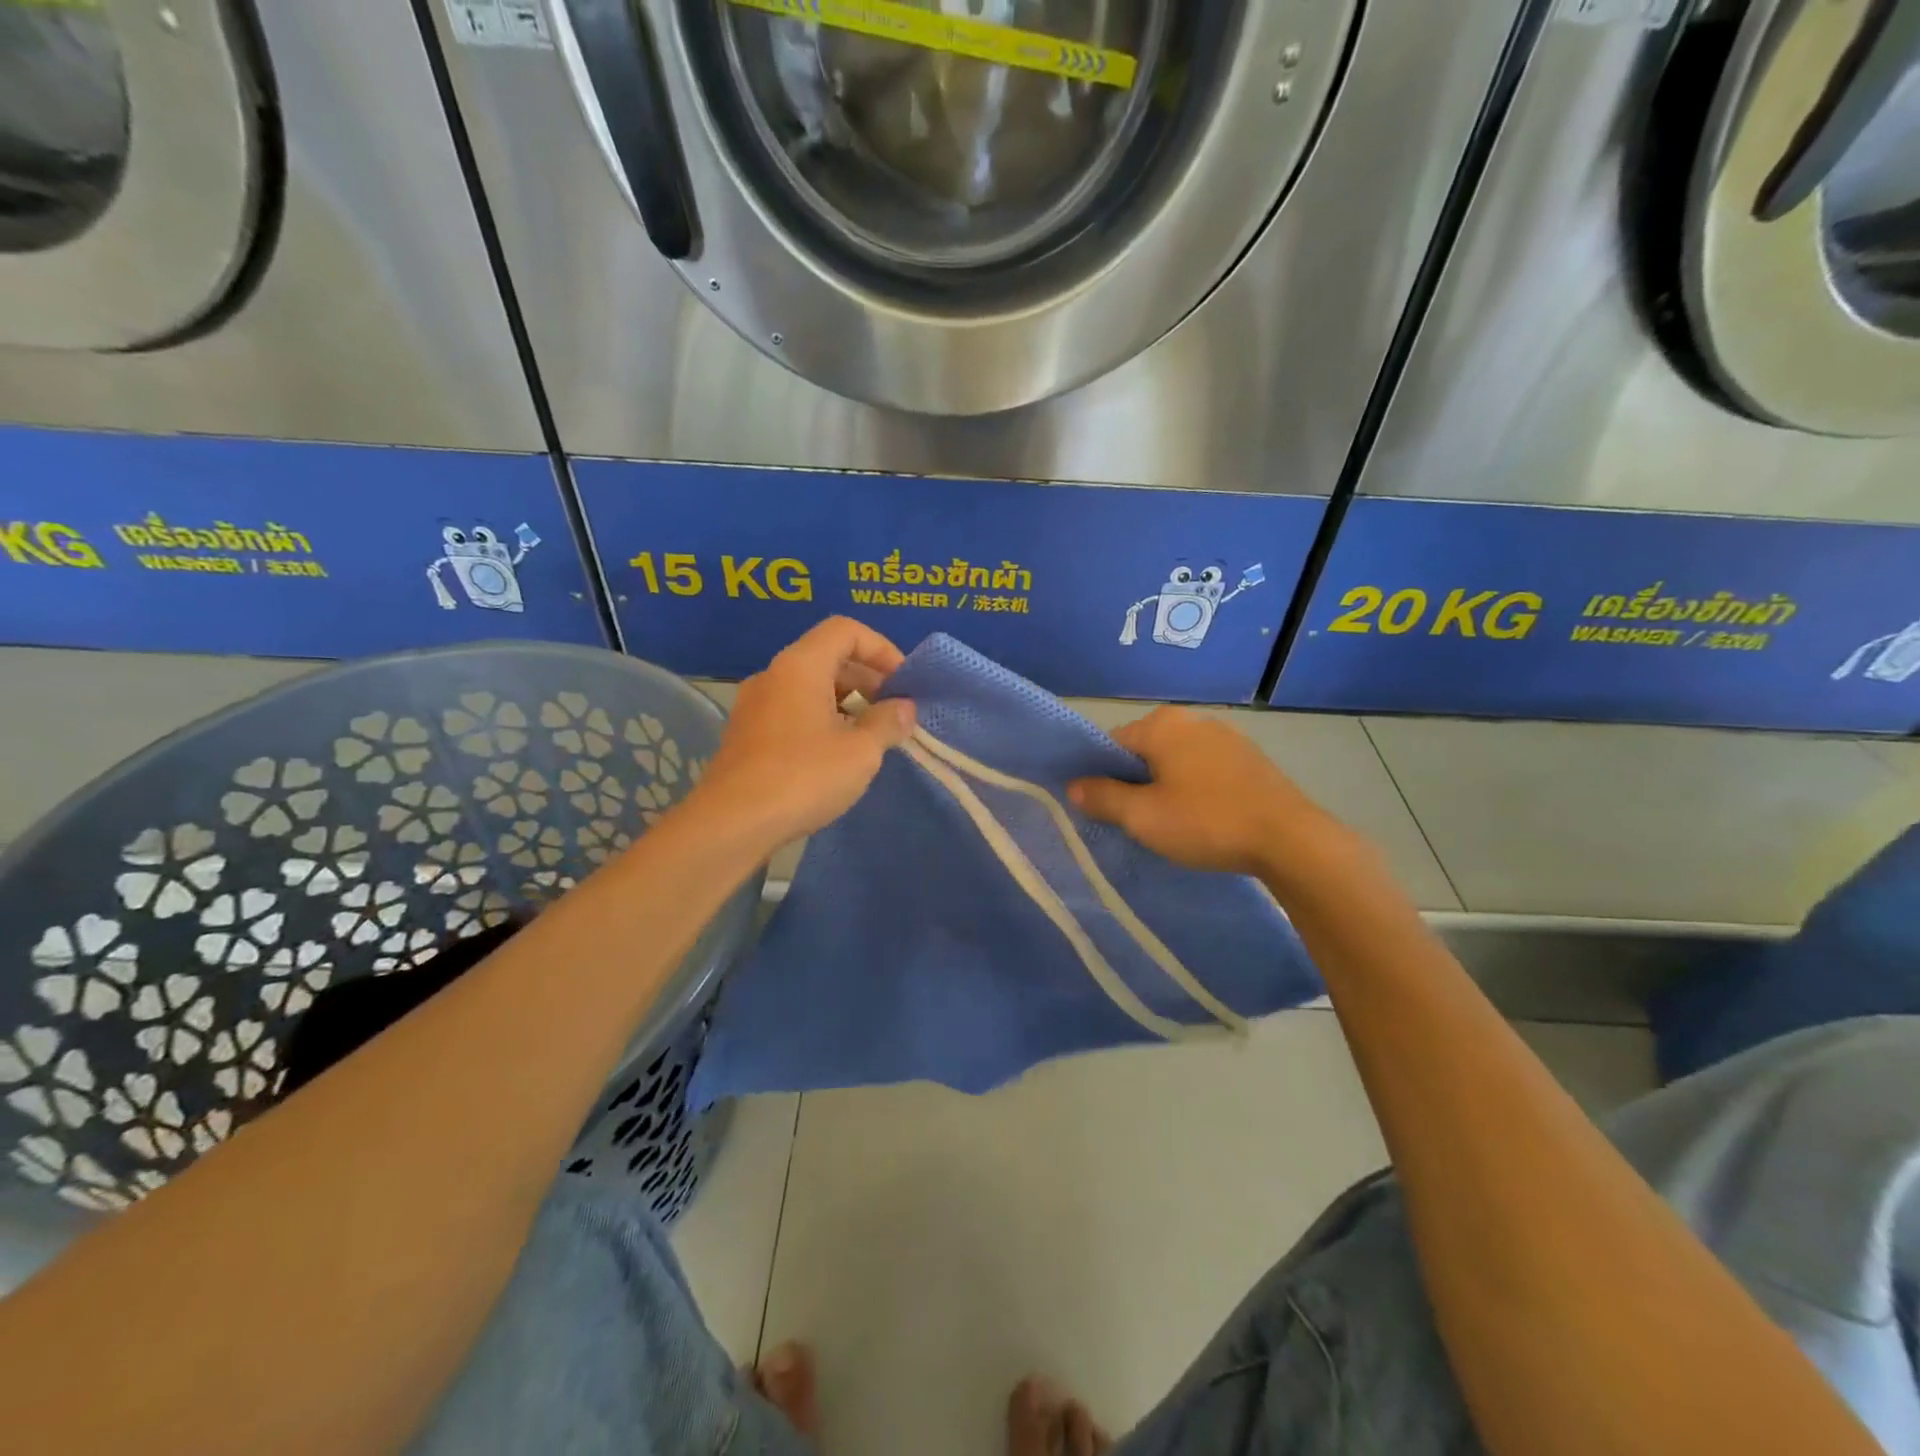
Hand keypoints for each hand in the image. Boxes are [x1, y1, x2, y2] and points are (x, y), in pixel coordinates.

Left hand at [691, 617, 915, 851]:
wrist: (731, 824)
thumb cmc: (803, 777)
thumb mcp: (860, 751)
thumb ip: (887, 723)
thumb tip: (903, 708)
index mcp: (800, 666)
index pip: (845, 630)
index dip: (881, 649)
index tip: (903, 683)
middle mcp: (773, 676)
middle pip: (827, 656)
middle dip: (867, 678)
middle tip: (894, 711)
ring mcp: (755, 706)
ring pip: (809, 686)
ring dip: (846, 702)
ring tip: (871, 735)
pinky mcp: (747, 735)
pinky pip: (793, 711)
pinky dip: (822, 719)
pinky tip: (837, 755)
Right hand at [1067, 707, 1349, 880]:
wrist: (1290, 840)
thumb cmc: (1206, 822)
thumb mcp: (1143, 816)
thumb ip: (1102, 797)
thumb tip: (1073, 786)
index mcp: (1161, 725)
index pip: (1111, 744)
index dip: (1101, 776)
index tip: (1104, 808)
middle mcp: (1192, 719)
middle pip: (1144, 750)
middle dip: (1134, 781)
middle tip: (1136, 820)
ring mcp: (1226, 737)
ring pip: (1176, 760)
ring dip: (1166, 786)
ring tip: (1170, 823)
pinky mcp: (1250, 759)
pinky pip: (1205, 769)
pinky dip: (1195, 788)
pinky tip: (1204, 818)